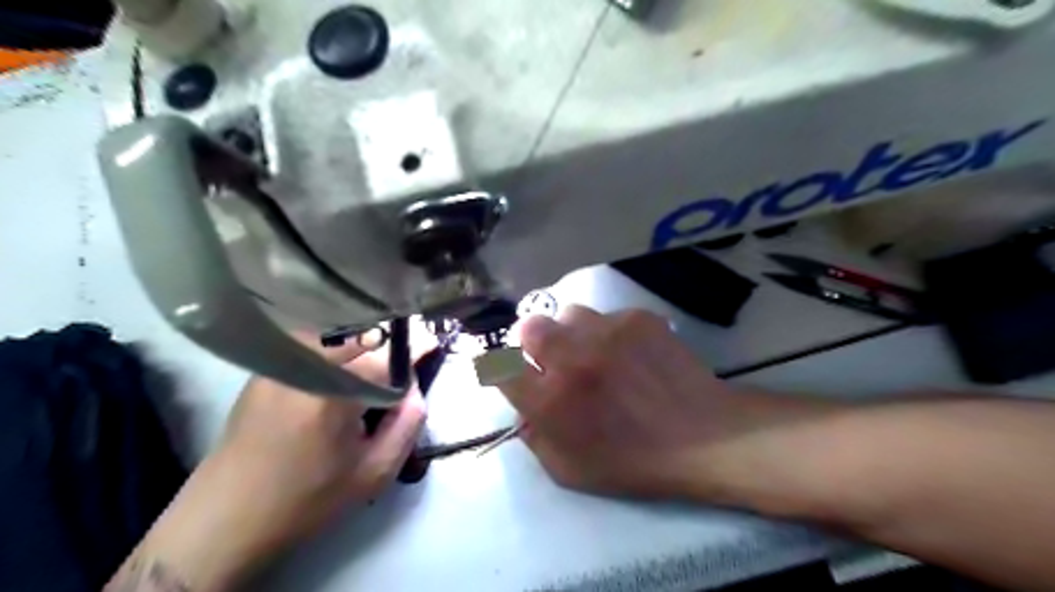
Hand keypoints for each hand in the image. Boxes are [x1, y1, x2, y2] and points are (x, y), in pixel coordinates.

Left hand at [106, 329, 431, 591]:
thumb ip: (408, 425)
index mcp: (332, 391)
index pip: (388, 354)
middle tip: (403, 364)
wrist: (229, 515)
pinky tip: (342, 366)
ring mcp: (280, 360)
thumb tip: (416, 388)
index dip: (416, 348)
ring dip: (364, 339)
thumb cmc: (308, 497)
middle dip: (390, 342)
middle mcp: (304, 363)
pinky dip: (337, 343)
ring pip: (338, 329)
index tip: (432, 347)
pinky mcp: (267, 364)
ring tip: (373, 366)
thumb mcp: (373, 472)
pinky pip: (314, 338)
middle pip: (364, 332)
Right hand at [499, 307, 758, 501]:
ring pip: (569, 315)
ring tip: (596, 352)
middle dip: (533, 342)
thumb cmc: (635, 462)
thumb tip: (523, 408)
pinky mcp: (636, 318)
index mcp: (550, 400)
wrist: (703, 436)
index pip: (499, 367)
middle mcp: (571, 358)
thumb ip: (535, 438)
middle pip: (529, 328)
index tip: (513, 371)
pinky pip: (608, 316)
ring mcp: (606, 332)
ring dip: (573, 333)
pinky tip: (631, 352)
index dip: (501, 367)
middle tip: (554, 358)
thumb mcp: (570, 470)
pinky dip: (611, 332)